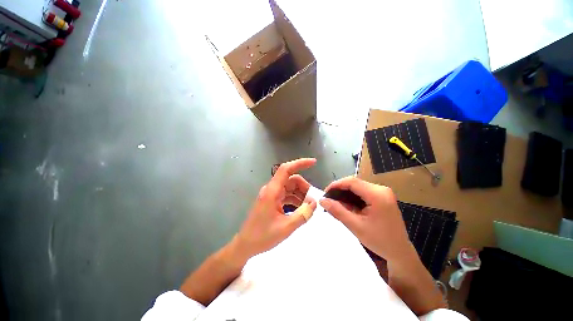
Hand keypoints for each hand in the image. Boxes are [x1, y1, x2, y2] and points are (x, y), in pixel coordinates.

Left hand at [235, 158, 317, 259]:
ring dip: (300, 194)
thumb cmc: (262, 236)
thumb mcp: (286, 227)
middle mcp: (272, 190)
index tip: (313, 162)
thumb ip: (303, 214)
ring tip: (309, 207)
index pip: (286, 170)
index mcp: (272, 191)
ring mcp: (272, 195)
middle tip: (313, 200)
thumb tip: (314, 202)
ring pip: (290, 188)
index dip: (299, 163)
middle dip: (304, 187)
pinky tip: (301, 209)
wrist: (245, 245)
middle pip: (291, 180)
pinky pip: (287, 195)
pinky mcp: (272, 201)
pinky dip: (295, 200)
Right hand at [320, 176, 412, 262]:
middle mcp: (381, 189)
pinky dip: (352, 197)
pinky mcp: (381, 196)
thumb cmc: (379, 241)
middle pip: (354, 183)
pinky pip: (362, 192)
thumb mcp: (355, 226)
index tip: (325, 193)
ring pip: (357, 187)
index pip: (352, 182)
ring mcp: (382, 192)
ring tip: (335, 203)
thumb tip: (322, 200)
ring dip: (345, 194)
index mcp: (377, 195)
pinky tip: (346, 205)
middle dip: (339, 190)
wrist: (400, 252)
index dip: (336, 184)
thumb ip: (337, 211)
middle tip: (328, 200)